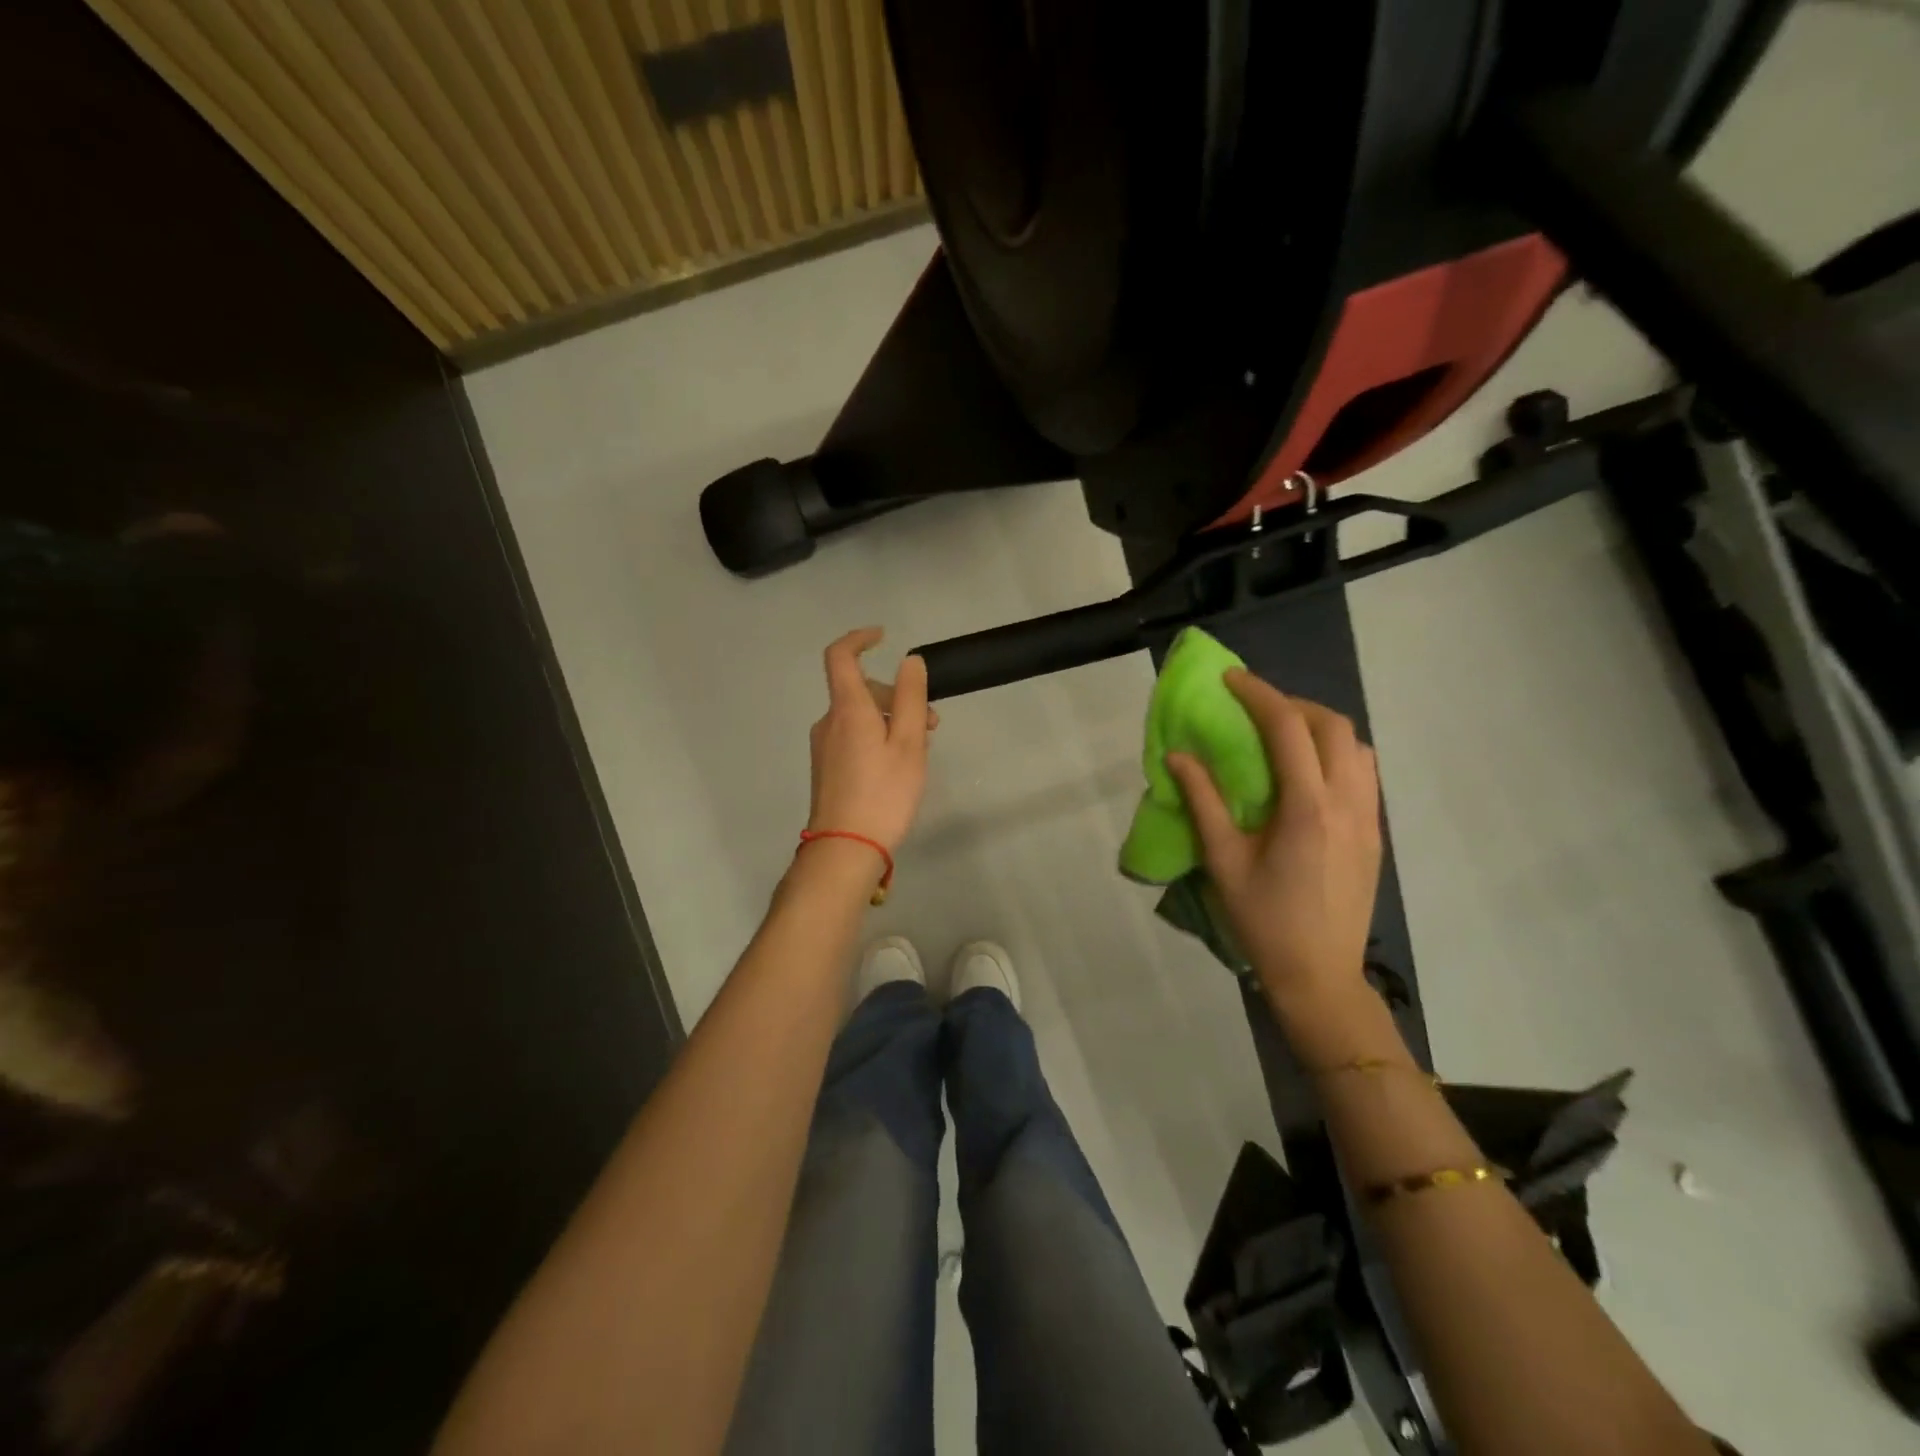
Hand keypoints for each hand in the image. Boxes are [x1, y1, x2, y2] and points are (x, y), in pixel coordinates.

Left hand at [806, 628, 935, 853]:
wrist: (844, 849)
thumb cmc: (883, 793)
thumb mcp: (908, 743)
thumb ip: (911, 698)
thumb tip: (910, 660)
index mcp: (847, 709)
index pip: (841, 656)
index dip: (859, 639)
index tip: (883, 637)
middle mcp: (829, 721)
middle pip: (860, 690)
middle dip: (897, 697)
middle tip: (932, 725)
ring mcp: (823, 747)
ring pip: (859, 717)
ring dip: (890, 721)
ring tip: (918, 752)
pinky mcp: (825, 768)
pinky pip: (852, 738)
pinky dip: (876, 738)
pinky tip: (896, 768)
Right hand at [1166, 672, 1381, 1024]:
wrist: (1321, 975)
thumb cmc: (1264, 920)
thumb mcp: (1224, 861)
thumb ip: (1203, 801)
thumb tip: (1178, 756)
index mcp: (1308, 808)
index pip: (1288, 729)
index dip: (1259, 695)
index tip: (1231, 680)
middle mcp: (1347, 803)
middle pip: (1334, 726)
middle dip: (1293, 704)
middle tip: (1255, 709)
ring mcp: (1369, 818)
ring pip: (1357, 747)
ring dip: (1320, 727)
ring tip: (1283, 737)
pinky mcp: (1375, 834)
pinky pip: (1363, 773)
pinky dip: (1336, 753)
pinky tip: (1306, 775)